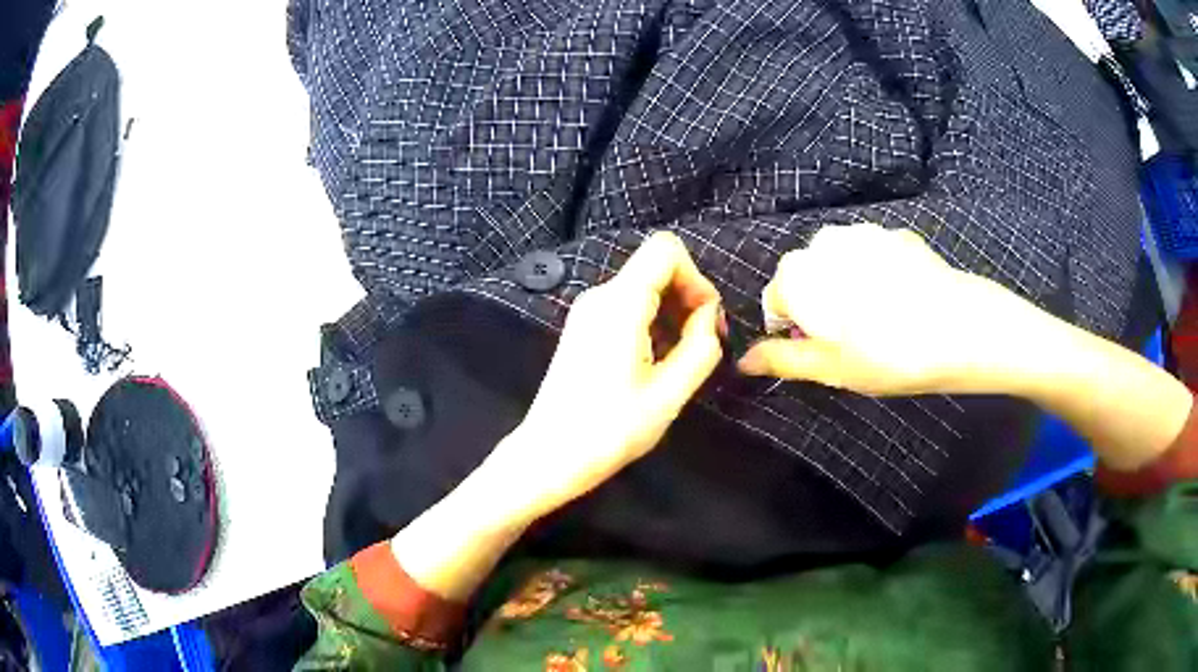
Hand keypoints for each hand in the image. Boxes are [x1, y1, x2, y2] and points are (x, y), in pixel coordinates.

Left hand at [487, 231, 724, 521]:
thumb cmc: (610, 430)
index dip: (696, 277)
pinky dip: (651, 322)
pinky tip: (654, 362)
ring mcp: (587, 311)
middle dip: (687, 297)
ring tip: (679, 359)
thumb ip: (701, 346)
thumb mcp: (669, 394)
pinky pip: (626, 306)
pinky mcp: (583, 328)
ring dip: (671, 313)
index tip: (706, 320)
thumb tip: (710, 317)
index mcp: (620, 303)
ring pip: (643, 287)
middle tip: (701, 344)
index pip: (666, 249)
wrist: (550, 455)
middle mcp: (599, 295)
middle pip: (656, 267)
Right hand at [738, 223, 1056, 395]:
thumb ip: (783, 361)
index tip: (820, 352)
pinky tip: (902, 301)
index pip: (775, 299)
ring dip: (847, 288)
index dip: (792, 330)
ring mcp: (865, 233)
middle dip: (819, 305)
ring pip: (839, 263)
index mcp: (800, 274)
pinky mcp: (898, 236)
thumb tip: (743, 361)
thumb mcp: (832, 368)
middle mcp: (825, 242)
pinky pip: (873, 255)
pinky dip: (876, 275)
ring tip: (879, 321)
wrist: (961, 327)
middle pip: (807, 277)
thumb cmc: (888, 354)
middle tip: (851, 340)